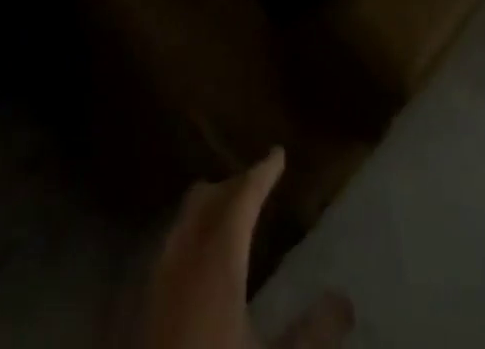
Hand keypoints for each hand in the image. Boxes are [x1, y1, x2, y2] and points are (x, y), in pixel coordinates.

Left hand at [134, 147, 353, 348]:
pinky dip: (189, 238)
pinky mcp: (140, 307)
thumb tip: (344, 299)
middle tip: (258, 183)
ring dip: (208, 211)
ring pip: (183, 222)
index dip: (262, 172)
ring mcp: (155, 280)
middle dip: (233, 185)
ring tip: (230, 219)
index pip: (242, 196)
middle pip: (206, 199)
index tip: (278, 154)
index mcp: (217, 259)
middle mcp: (183, 256)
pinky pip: (168, 250)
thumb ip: (312, 333)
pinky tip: (200, 265)